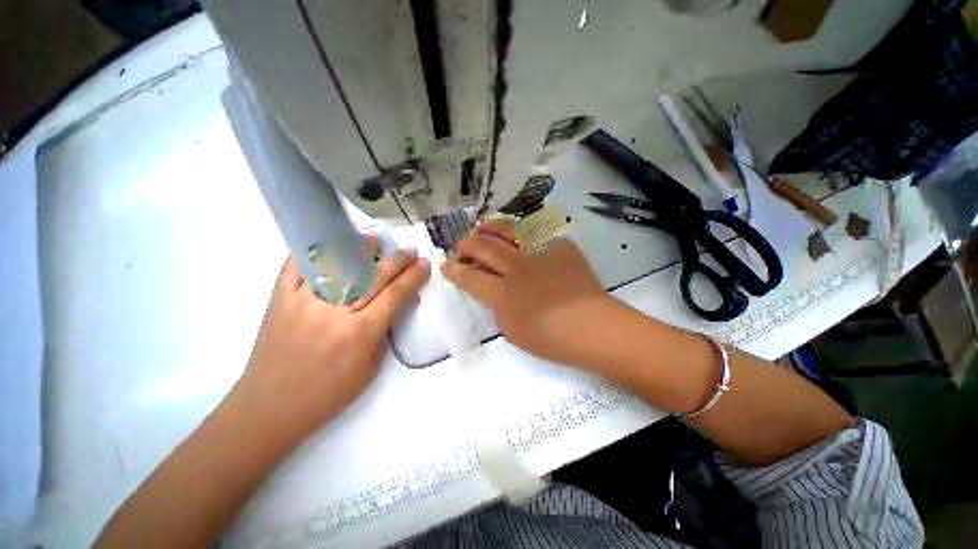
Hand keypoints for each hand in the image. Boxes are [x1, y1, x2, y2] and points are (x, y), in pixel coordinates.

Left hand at [232, 240, 429, 440]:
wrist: (270, 407)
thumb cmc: (329, 393)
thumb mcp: (371, 366)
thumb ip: (383, 330)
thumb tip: (394, 301)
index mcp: (359, 334)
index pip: (394, 295)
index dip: (413, 276)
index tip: (424, 265)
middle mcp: (333, 313)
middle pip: (373, 276)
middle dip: (397, 260)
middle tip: (410, 251)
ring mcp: (303, 303)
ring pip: (338, 264)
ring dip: (361, 248)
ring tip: (376, 239)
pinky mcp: (279, 299)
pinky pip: (297, 266)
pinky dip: (316, 251)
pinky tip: (333, 244)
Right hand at [442, 219, 613, 365]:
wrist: (594, 326)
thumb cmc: (551, 338)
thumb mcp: (512, 330)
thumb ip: (498, 307)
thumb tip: (494, 290)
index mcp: (503, 294)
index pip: (469, 277)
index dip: (454, 270)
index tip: (446, 264)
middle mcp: (517, 268)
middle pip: (484, 247)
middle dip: (466, 243)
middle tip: (461, 245)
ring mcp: (539, 252)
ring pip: (507, 230)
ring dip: (489, 228)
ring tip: (481, 227)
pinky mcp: (559, 245)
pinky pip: (535, 232)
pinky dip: (520, 232)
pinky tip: (517, 234)